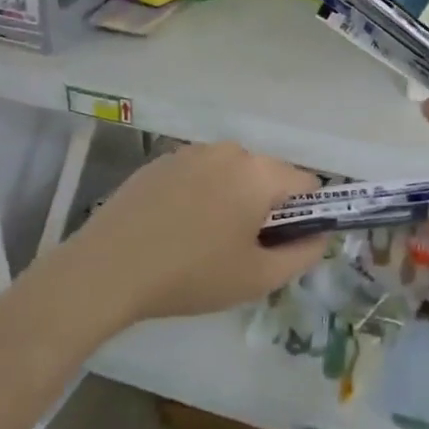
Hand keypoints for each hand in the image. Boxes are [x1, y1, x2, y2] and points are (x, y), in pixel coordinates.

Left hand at [53, 142, 326, 324]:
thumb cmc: (191, 275)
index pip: (306, 183)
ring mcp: (190, 152)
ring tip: (205, 240)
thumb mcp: (257, 278)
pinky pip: (199, 173)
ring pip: (232, 172)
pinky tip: (176, 227)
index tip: (283, 244)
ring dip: (233, 198)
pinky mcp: (160, 160)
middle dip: (266, 206)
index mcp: (258, 173)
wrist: (108, 269)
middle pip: (268, 174)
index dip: (305, 214)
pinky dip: (201, 194)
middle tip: (243, 248)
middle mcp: (229, 151)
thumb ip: (303, 254)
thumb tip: (321, 235)